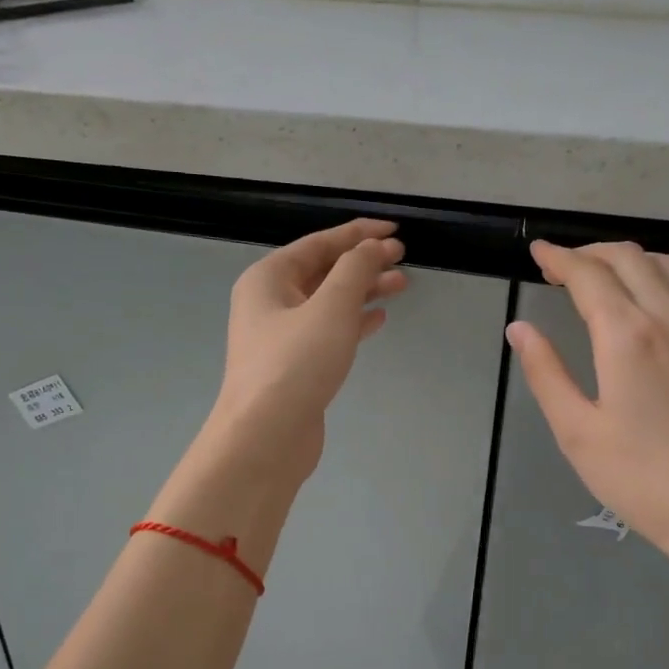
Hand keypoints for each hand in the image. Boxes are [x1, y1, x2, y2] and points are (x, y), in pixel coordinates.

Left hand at [205, 218, 407, 483]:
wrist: (265, 437)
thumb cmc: (295, 364)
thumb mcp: (331, 307)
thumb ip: (355, 269)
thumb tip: (373, 248)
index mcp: (268, 278)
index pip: (319, 243)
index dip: (358, 233)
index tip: (395, 231)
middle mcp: (270, 302)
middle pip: (323, 271)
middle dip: (363, 263)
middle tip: (403, 260)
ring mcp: (281, 337)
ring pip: (328, 303)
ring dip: (363, 291)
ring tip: (401, 286)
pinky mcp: (295, 366)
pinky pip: (328, 332)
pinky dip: (354, 322)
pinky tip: (378, 319)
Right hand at [507, 240, 668, 570]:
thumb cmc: (640, 479)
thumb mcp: (577, 432)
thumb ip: (546, 373)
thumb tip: (520, 329)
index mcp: (627, 337)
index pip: (589, 276)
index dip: (558, 258)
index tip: (536, 251)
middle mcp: (667, 320)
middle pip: (628, 258)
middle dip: (588, 252)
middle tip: (557, 267)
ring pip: (664, 265)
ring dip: (625, 257)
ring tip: (597, 276)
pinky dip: (653, 274)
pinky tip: (639, 301)